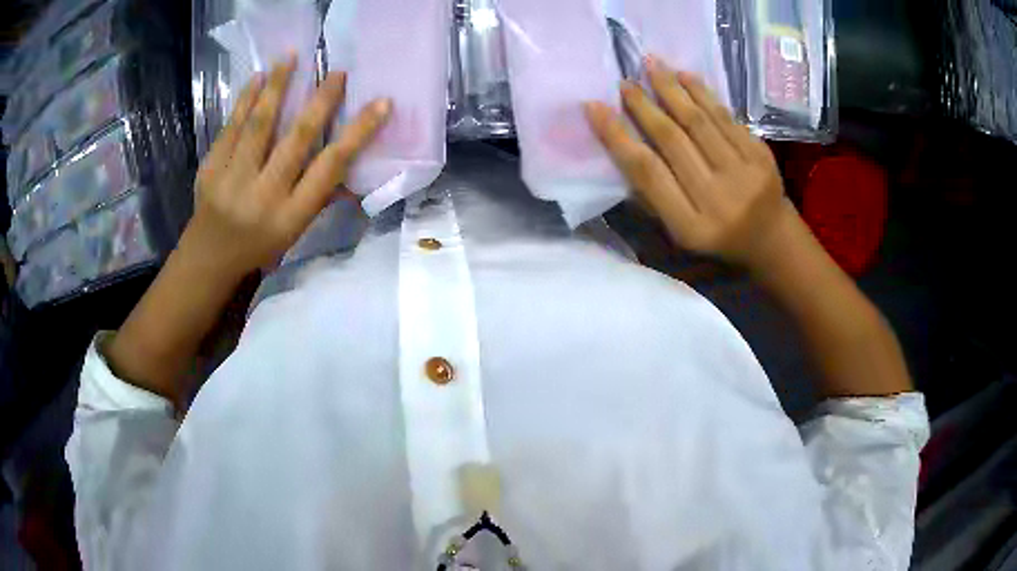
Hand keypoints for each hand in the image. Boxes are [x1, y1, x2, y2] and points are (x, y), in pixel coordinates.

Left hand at [182, 58, 391, 280]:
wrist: (208, 257)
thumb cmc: (258, 247)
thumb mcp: (294, 233)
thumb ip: (318, 197)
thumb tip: (349, 165)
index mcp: (291, 215)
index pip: (330, 168)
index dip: (358, 133)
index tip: (381, 104)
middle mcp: (264, 195)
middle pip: (297, 139)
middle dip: (321, 101)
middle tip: (338, 72)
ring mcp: (233, 180)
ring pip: (260, 125)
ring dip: (278, 86)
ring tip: (291, 56)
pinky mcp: (211, 168)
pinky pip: (231, 127)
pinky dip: (246, 99)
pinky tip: (258, 77)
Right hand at [585, 56, 791, 271]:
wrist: (771, 237)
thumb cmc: (717, 235)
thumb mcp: (679, 231)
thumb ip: (653, 195)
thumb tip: (622, 145)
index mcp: (690, 226)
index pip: (647, 173)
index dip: (618, 137)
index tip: (595, 107)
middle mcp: (718, 199)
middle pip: (672, 141)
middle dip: (643, 106)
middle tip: (624, 82)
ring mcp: (743, 174)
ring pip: (699, 122)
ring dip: (671, 89)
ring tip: (650, 64)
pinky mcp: (760, 155)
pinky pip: (725, 117)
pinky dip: (703, 93)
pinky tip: (684, 75)